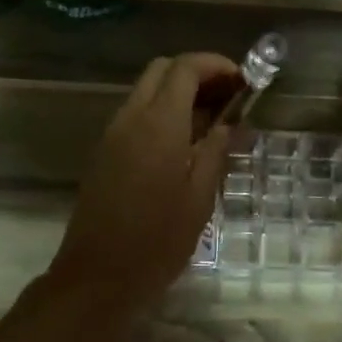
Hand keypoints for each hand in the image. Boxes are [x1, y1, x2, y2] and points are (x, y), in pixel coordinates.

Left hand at [48, 52, 239, 324]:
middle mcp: (130, 119)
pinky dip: (161, 114)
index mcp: (158, 124)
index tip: (243, 80)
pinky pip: (135, 116)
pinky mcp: (103, 154)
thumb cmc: (157, 241)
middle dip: (197, 73)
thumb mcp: (199, 198)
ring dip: (178, 94)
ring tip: (212, 123)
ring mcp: (112, 135)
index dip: (216, 65)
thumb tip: (228, 124)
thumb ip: (216, 152)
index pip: (185, 68)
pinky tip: (184, 144)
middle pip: (162, 71)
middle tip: (228, 98)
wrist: (98, 276)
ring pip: (145, 92)